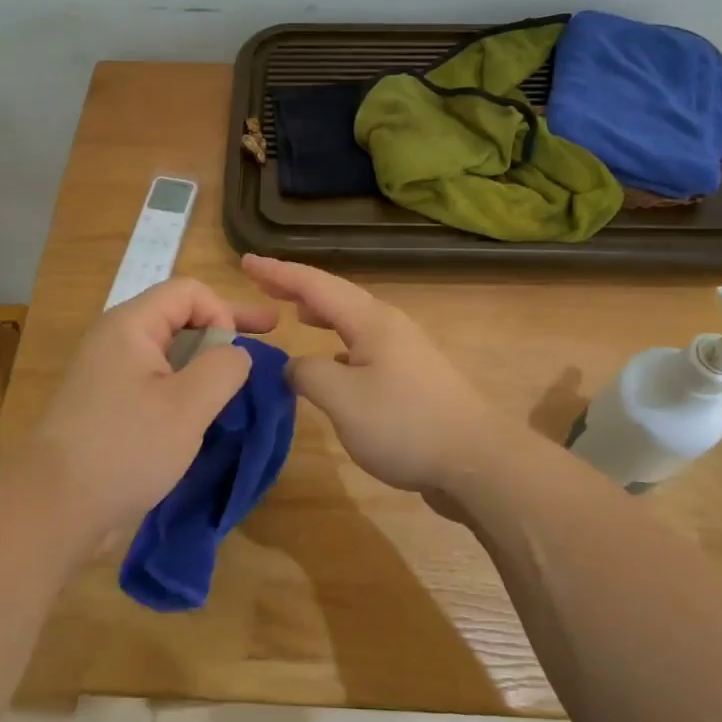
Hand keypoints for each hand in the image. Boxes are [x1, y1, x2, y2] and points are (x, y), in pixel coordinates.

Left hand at [5, 278, 278, 554]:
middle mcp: (115, 339)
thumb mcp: (188, 406)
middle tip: (270, 334)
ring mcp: (107, 373)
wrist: (51, 510)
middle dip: (225, 328)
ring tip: (239, 382)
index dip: (222, 311)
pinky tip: (204, 411)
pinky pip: (154, 380)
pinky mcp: (105, 405)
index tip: (235, 354)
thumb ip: (224, 367)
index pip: (189, 291)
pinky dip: (184, 386)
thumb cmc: (125, 449)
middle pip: (179, 316)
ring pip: (169, 352)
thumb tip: (236, 354)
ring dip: (206, 361)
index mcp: (130, 325)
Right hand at [241, 254, 504, 496]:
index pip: (315, 285)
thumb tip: (295, 365)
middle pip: (335, 296)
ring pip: (351, 321)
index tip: (245, 261)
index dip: (278, 272)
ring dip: (320, 313)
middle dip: (296, 288)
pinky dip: (337, 343)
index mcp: (371, 321)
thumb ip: (308, 374)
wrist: (476, 460)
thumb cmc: (405, 424)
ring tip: (294, 313)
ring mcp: (404, 351)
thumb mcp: (343, 399)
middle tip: (260, 281)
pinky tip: (332, 361)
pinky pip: (362, 346)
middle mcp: (388, 326)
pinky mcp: (411, 377)